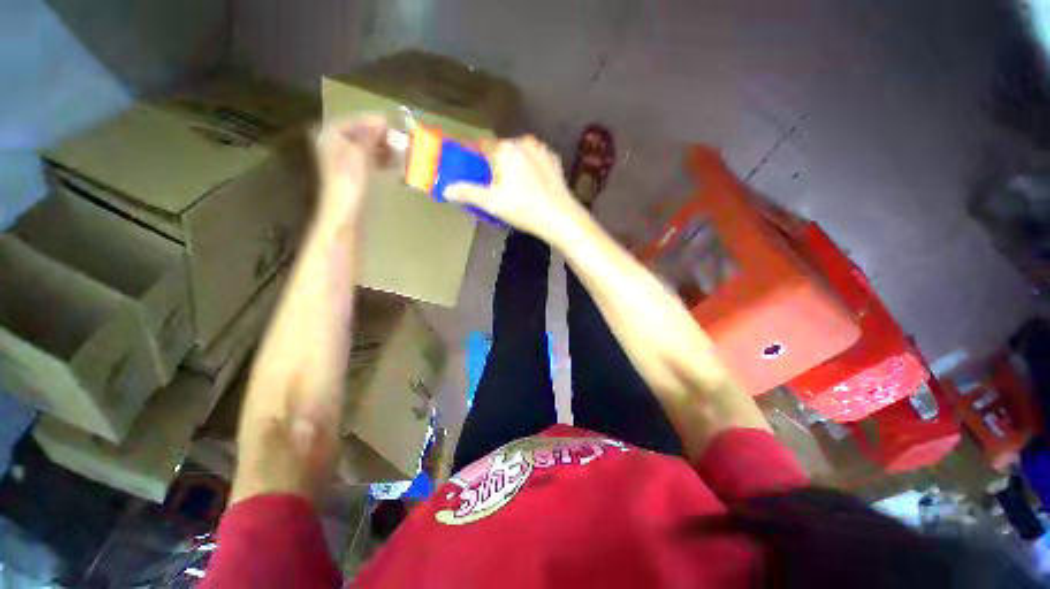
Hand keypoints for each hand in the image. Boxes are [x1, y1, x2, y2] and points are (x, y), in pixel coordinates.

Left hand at [314, 114, 388, 222]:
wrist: (346, 211)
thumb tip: (382, 122)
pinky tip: (393, 163)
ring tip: (399, 151)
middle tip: (398, 139)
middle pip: (360, 133)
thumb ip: (369, 135)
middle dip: (380, 136)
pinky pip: (369, 160)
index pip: (353, 121)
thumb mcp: (359, 153)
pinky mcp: (354, 175)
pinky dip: (381, 159)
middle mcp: (335, 144)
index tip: (391, 124)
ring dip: (383, 148)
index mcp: (330, 135)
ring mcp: (344, 160)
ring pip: (366, 147)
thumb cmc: (350, 181)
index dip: (372, 121)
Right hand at [446, 136, 584, 239]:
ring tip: (514, 189)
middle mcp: (523, 142)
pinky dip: (528, 169)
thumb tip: (446, 190)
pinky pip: (534, 160)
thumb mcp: (491, 203)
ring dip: (512, 166)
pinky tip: (531, 186)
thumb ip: (467, 193)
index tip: (472, 173)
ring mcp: (541, 150)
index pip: (481, 146)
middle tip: (494, 187)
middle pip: (500, 150)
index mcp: (505, 149)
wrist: (561, 217)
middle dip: (494, 165)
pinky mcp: (554, 161)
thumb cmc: (523, 208)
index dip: (474, 158)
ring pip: (518, 154)